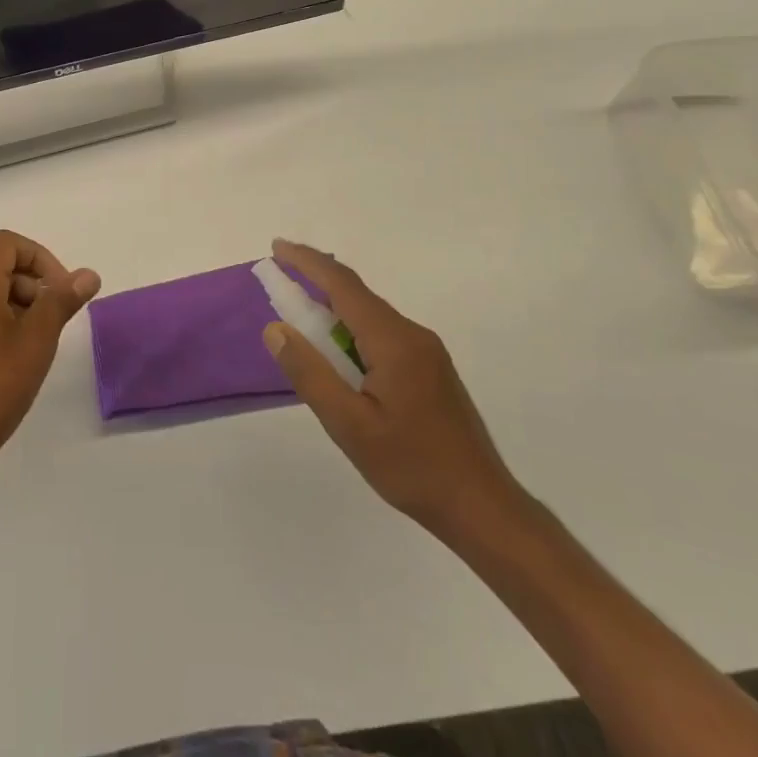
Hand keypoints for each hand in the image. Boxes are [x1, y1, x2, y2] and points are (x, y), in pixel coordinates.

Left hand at [0, 230, 99, 481]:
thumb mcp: (38, 339)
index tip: (60, 290)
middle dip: (36, 286)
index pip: (6, 244)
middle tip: (56, 322)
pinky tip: (20, 360)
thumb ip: (62, 301)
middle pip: (1, 268)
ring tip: (40, 345)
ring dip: (24, 307)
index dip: (40, 256)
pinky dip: (8, 324)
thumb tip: (88, 275)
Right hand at [262, 239, 527, 548]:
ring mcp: (427, 352)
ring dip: (334, 310)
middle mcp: (413, 335)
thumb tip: (275, 328)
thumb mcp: (348, 425)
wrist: (482, 508)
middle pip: (357, 295)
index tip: (277, 248)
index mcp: (393, 341)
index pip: (343, 285)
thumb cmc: (411, 467)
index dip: (307, 262)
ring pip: (370, 316)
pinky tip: (340, 355)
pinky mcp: (431, 370)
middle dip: (316, 281)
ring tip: (301, 321)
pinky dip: (352, 331)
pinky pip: (383, 334)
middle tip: (279, 283)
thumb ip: (310, 373)